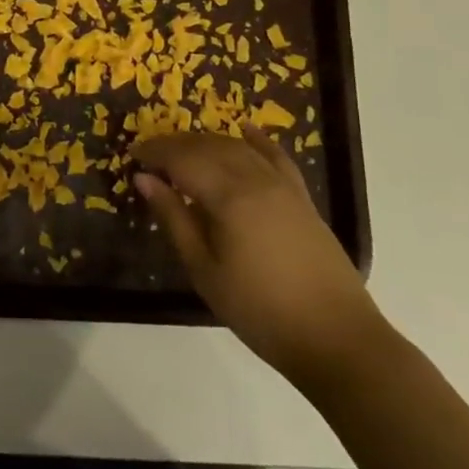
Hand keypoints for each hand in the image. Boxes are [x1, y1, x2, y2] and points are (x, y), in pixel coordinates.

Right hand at [134, 127, 384, 391]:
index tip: (132, 155)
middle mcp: (255, 180)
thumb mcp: (204, 269)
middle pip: (208, 147)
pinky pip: (276, 157)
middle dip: (176, 145)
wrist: (336, 338)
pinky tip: (245, 130)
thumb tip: (144, 179)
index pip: (182, 159)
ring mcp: (283, 186)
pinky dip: (257, 141)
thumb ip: (174, 218)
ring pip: (237, 147)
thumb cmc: (259, 310)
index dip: (155, 153)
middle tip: (151, 155)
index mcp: (228, 197)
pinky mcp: (302, 198)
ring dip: (207, 142)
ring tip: (183, 151)